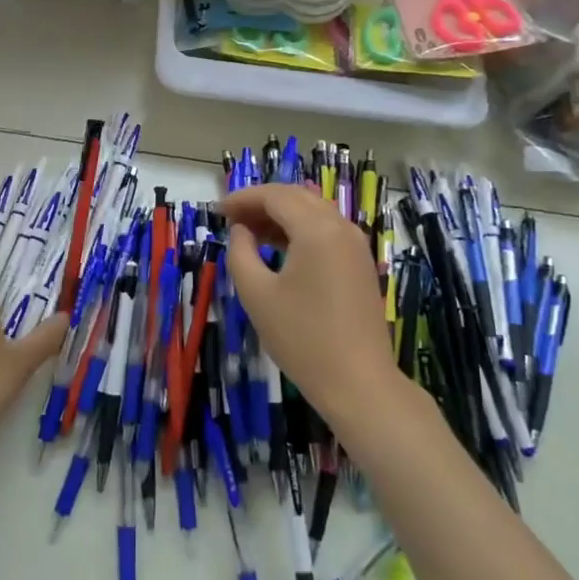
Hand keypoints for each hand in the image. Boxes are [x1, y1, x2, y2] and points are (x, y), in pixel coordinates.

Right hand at [219, 185, 401, 430]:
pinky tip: (279, 248)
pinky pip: (327, 232)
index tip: (217, 212)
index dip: (243, 199)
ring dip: (281, 216)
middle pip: (297, 198)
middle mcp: (341, 227)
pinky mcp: (361, 265)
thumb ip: (240, 253)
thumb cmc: (302, 338)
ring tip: (250, 233)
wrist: (358, 383)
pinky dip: (300, 231)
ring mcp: (356, 246)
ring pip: (314, 213)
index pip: (275, 196)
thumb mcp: (257, 295)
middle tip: (231, 219)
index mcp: (317, 229)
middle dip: (261, 203)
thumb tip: (241, 231)